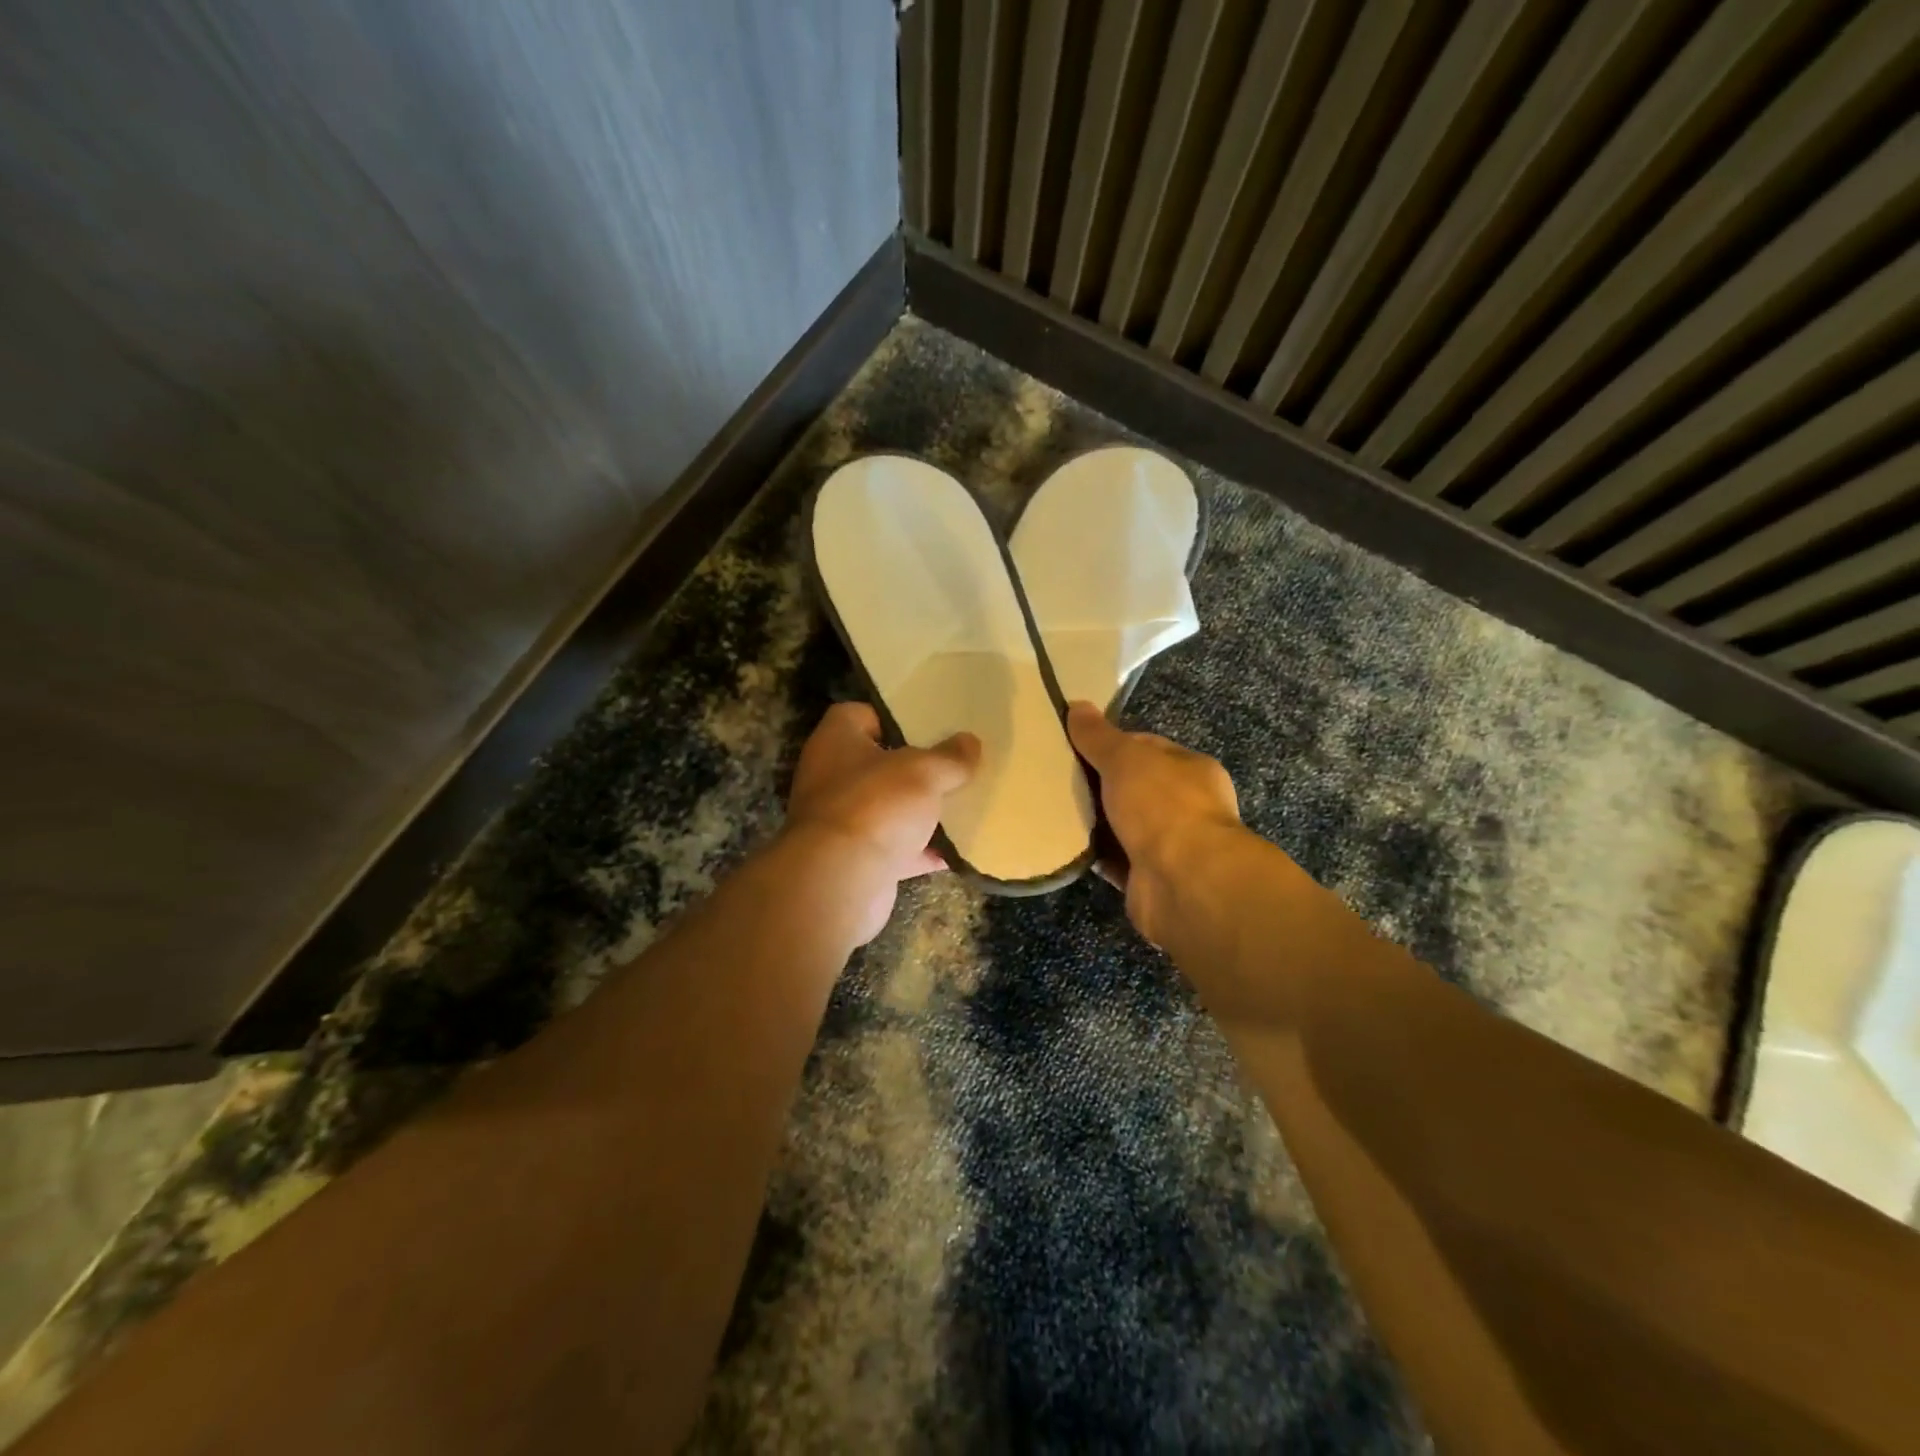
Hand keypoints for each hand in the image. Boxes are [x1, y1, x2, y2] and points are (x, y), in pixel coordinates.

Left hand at [782, 702, 979, 944]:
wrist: (840, 881)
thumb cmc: (876, 805)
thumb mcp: (924, 772)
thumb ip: (950, 757)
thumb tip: (970, 742)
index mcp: (837, 740)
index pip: (860, 715)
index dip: (893, 717)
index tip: (929, 725)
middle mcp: (831, 777)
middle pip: (878, 764)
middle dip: (916, 768)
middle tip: (955, 764)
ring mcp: (841, 821)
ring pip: (888, 809)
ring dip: (920, 811)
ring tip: (963, 804)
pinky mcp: (854, 860)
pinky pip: (895, 849)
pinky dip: (921, 851)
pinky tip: (956, 851)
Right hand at [1067, 701, 1243, 948]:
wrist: (1184, 881)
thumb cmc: (1162, 806)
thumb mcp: (1126, 759)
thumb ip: (1099, 736)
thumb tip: (1077, 706)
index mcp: (1191, 769)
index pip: (1147, 748)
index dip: (1112, 745)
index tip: (1075, 746)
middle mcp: (1186, 806)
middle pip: (1133, 788)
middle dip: (1099, 785)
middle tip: (1056, 779)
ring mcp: (1170, 845)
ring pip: (1122, 825)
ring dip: (1094, 822)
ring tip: (1053, 810)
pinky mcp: (1149, 878)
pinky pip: (1114, 859)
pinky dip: (1094, 854)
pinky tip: (1065, 845)